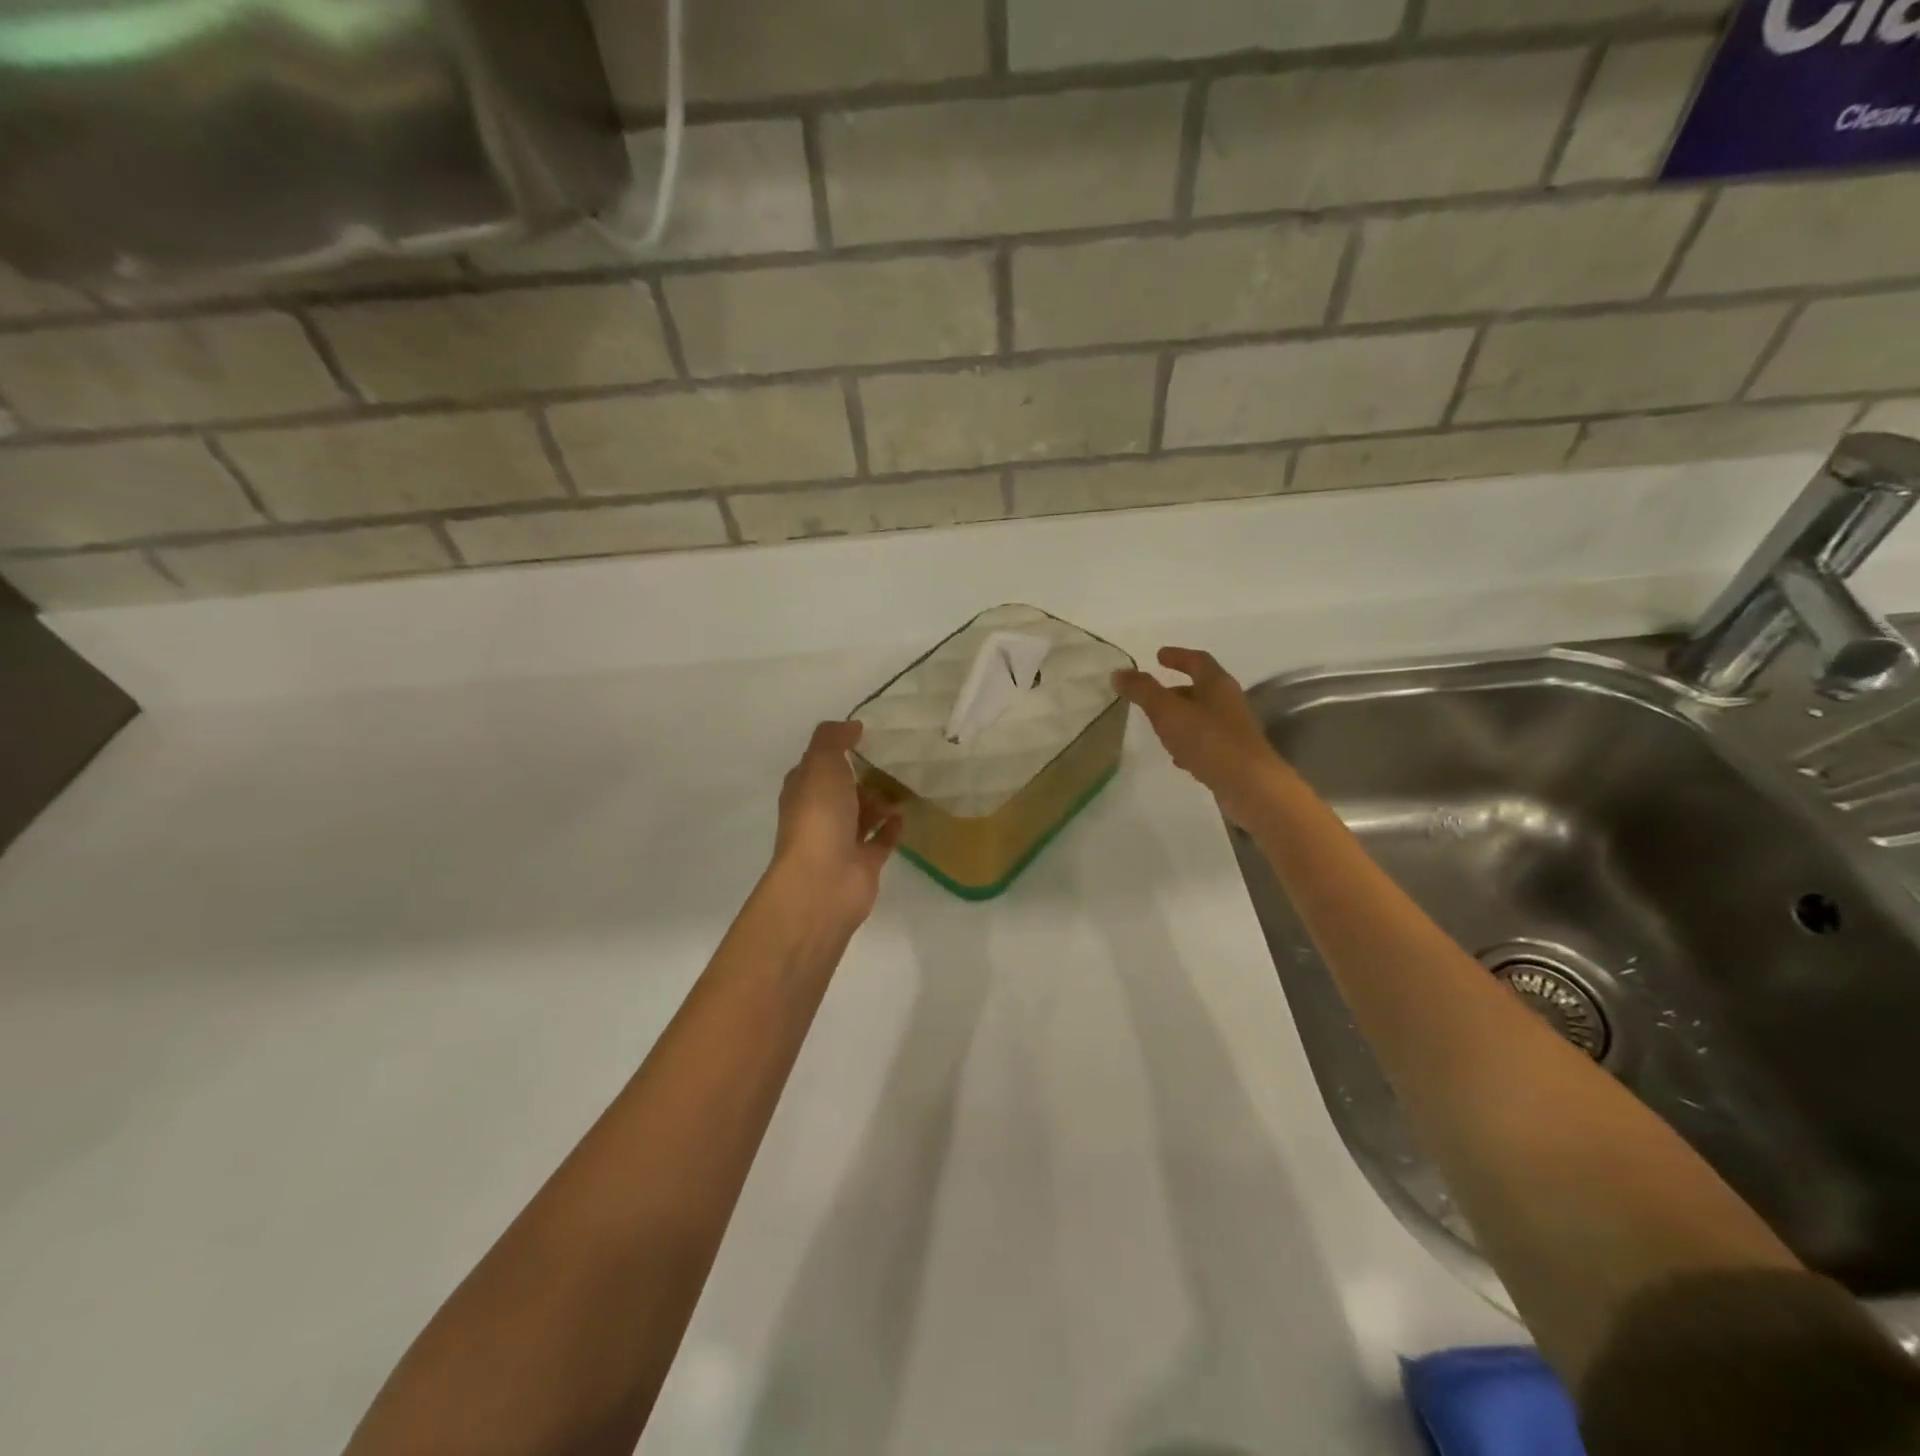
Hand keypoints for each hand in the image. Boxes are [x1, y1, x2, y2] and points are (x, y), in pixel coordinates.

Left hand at [770, 721, 903, 925]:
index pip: (817, 766)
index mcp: (803, 791)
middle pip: (841, 792)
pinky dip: (891, 828)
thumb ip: (833, 739)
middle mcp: (819, 816)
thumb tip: (852, 726)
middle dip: (861, 777)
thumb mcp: (821, 764)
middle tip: (892, 761)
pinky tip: (905, 814)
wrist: (823, 881)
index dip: (836, 751)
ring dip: (879, 802)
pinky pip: (880, 841)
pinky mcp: (864, 864)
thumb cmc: (819, 817)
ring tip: (905, 785)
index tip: (864, 737)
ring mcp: (841, 842)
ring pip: (862, 816)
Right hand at [1116, 648, 1287, 826]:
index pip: (1197, 661)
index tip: (1158, 656)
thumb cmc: (1208, 740)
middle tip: (1151, 695)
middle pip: (1201, 689)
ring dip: (1180, 718)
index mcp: (1217, 684)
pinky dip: (1188, 743)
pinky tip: (1176, 757)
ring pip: (1202, 716)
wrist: (1250, 786)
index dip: (1177, 656)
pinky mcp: (1233, 756)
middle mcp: (1229, 702)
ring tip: (1157, 726)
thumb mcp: (1167, 711)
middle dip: (1175, 690)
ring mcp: (1233, 730)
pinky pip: (1206, 742)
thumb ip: (1143, 691)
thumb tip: (1119, 673)